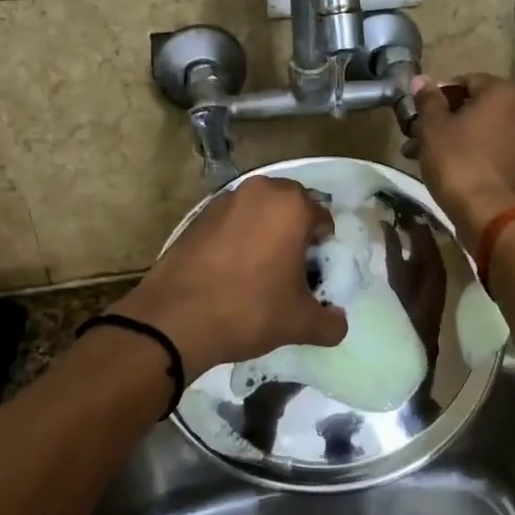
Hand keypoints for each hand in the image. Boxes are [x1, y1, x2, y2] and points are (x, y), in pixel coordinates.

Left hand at [111, 176, 347, 375]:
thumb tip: (339, 323)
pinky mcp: (196, 215)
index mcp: (291, 205)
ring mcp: (224, 200)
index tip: (313, 276)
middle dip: (294, 235)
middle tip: (289, 272)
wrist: (175, 318)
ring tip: (258, 272)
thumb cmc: (250, 310)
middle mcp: (260, 191)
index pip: (323, 220)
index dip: (323, 250)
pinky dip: (236, 239)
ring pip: (258, 213)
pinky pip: (230, 223)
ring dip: (264, 234)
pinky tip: (229, 271)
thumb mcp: (300, 323)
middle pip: (290, 209)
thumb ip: (330, 322)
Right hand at [409, 74, 514, 245]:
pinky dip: (471, 154)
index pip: (464, 81)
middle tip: (417, 136)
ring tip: (425, 157)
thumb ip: (428, 100)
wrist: (492, 216)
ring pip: (482, 130)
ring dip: (454, 138)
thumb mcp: (433, 128)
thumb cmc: (459, 163)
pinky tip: (448, 170)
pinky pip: (492, 150)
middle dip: (444, 119)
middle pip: (474, 106)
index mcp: (502, 92)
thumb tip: (421, 79)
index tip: (417, 114)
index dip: (437, 96)